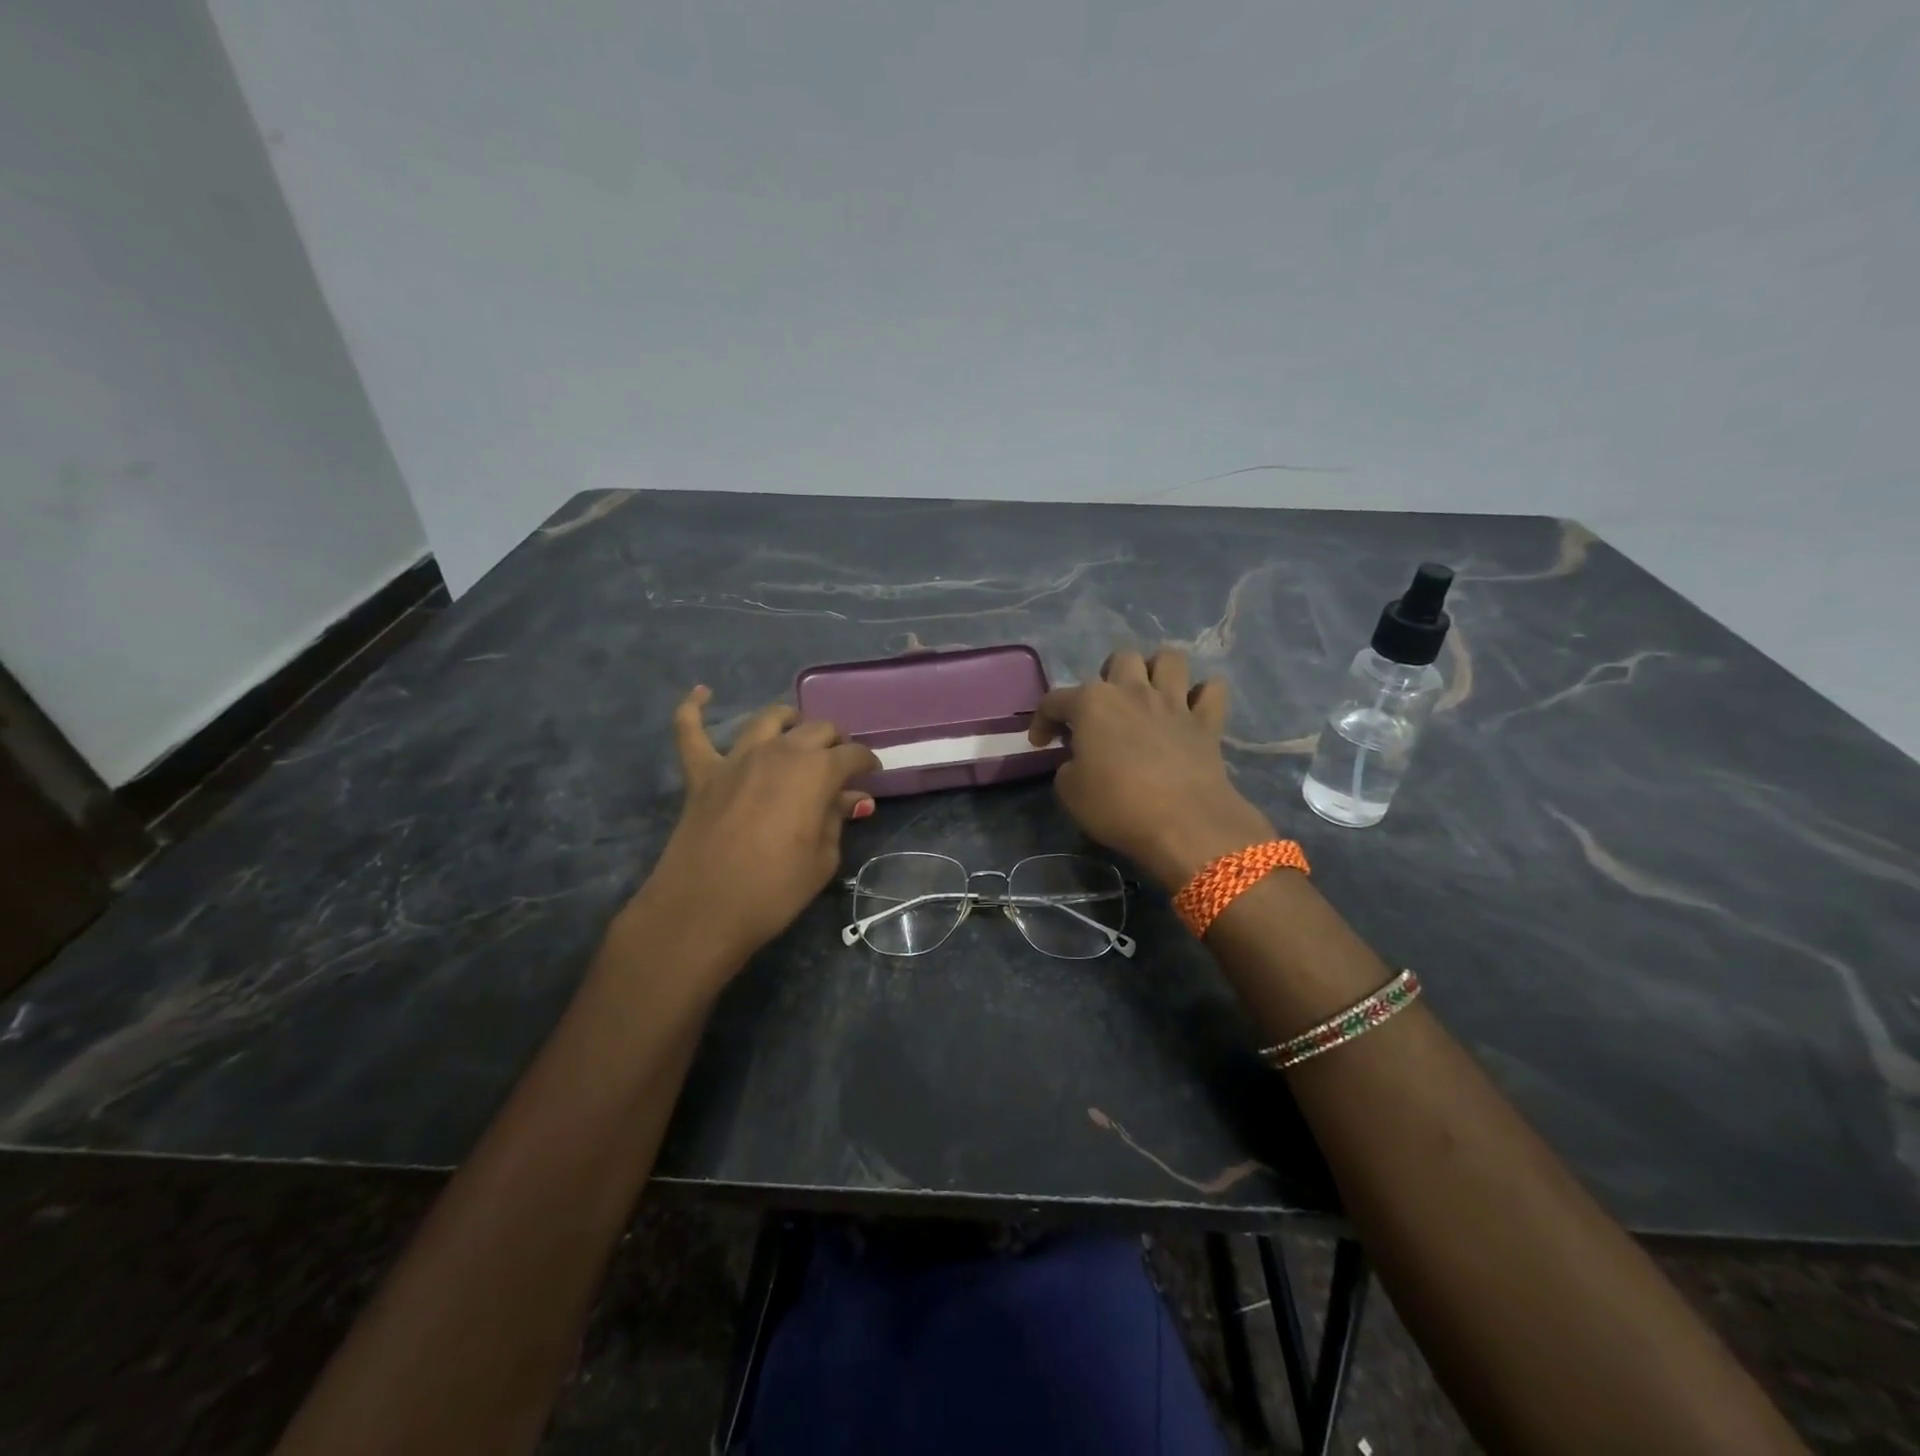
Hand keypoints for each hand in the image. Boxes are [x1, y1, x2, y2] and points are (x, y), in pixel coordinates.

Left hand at [641, 687, 880, 963]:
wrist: (703, 909)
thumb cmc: (774, 890)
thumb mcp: (823, 859)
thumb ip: (837, 819)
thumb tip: (853, 798)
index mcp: (817, 771)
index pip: (852, 755)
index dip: (867, 762)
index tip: (872, 774)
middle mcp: (780, 751)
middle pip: (816, 729)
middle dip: (834, 742)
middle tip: (838, 762)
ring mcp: (737, 758)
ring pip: (768, 719)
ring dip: (788, 720)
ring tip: (796, 731)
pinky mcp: (702, 772)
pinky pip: (691, 731)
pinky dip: (694, 709)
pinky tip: (701, 693)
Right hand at [1029, 648, 1274, 887]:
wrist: (1183, 823)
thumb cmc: (1116, 806)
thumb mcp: (1069, 792)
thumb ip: (1069, 766)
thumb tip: (1079, 761)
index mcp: (1092, 703)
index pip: (1055, 700)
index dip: (1042, 720)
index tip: (1041, 743)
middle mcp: (1133, 691)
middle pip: (1121, 659)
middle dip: (1109, 677)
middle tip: (1105, 710)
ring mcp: (1174, 703)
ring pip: (1170, 659)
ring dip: (1157, 671)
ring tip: (1149, 695)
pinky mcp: (1207, 722)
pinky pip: (1212, 690)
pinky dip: (1202, 695)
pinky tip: (1191, 710)